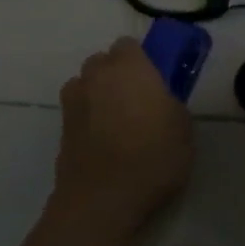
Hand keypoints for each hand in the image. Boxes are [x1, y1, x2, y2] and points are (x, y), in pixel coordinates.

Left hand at [52, 38, 192, 235]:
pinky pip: (76, 115)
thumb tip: (162, 103)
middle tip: (135, 101)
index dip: (140, 60)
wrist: (102, 200)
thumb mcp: (183, 128)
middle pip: (102, 63)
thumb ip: (171, 104)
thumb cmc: (152, 155)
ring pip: (84, 87)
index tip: (152, 80)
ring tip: (113, 123)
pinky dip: (85, 122)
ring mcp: (74, 103)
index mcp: (129, 66)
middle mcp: (97, 76)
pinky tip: (101, 145)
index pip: (128, 45)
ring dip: (96, 96)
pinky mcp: (60, 132)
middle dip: (114, 75)